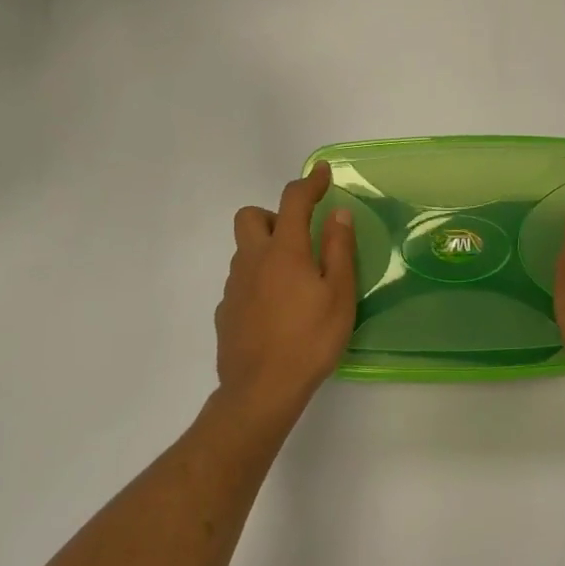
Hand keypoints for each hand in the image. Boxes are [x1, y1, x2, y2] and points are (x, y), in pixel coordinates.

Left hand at [213, 161, 357, 430]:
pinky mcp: (225, 311)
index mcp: (284, 250)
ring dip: (266, 249)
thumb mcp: (339, 294)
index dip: (308, 182)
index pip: (293, 201)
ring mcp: (234, 286)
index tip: (321, 173)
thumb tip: (337, 213)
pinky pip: (240, 281)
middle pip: (251, 217)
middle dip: (274, 215)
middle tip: (300, 237)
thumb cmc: (309, 340)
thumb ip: (339, 249)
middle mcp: (252, 260)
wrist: (260, 392)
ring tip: (294, 278)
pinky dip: (257, 280)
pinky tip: (275, 308)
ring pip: (244, 249)